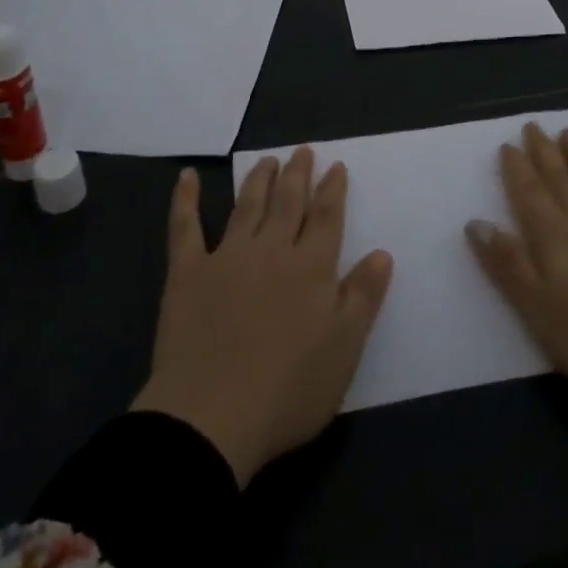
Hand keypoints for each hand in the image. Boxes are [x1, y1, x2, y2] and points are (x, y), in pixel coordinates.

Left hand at [133, 150, 393, 485]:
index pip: (326, 217)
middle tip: (303, 151)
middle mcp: (271, 250)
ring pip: (246, 205)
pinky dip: (185, 199)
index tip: (336, 166)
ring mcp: (227, 257)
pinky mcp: (188, 273)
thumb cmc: (288, 390)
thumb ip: (363, 296)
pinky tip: (186, 177)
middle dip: (298, 175)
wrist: (211, 416)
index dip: (333, 189)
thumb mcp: (344, 349)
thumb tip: (382, 252)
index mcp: (311, 268)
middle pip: (288, 202)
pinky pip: (185, 227)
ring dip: (258, 179)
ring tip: (268, 160)